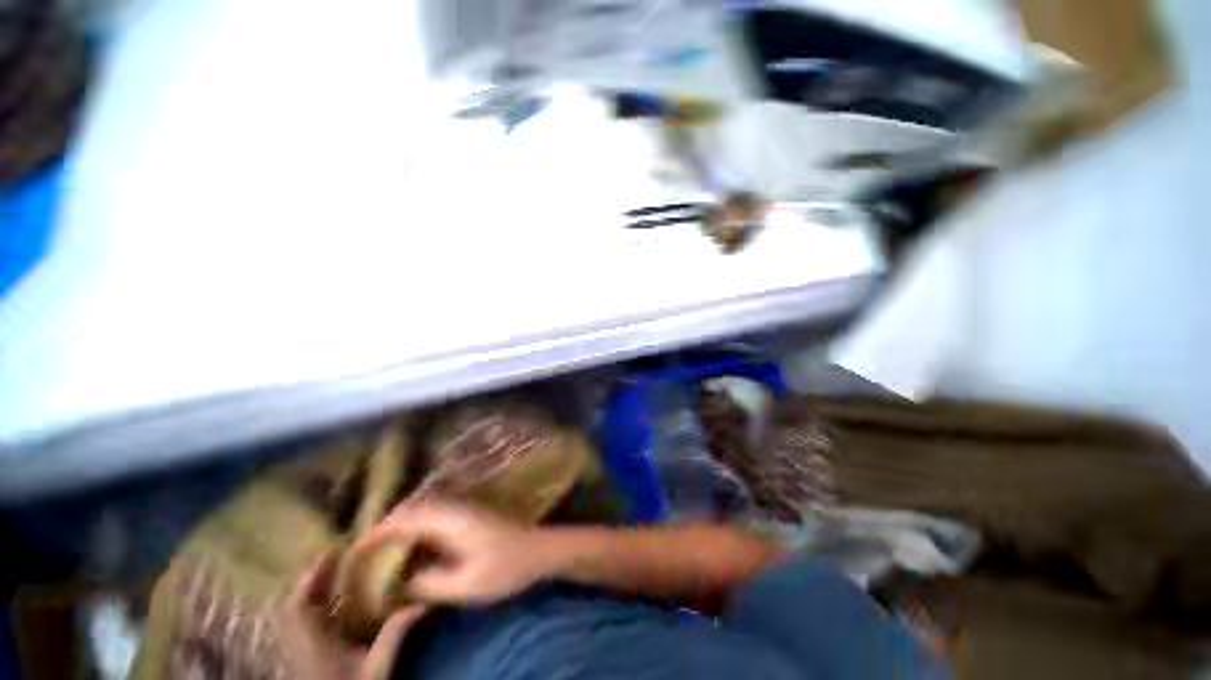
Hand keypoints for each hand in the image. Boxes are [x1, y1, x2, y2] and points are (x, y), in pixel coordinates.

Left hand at [281, 553, 427, 679]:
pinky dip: (318, 611)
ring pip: (300, 617)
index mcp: (312, 643)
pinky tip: (338, 609)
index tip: (335, 550)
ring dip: (316, 594)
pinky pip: (305, 628)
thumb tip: (424, 601)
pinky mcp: (306, 662)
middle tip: (341, 558)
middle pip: (297, 606)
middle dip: (316, 580)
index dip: (313, 575)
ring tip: (340, 577)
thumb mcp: (377, 668)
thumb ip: (395, 634)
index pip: (300, 603)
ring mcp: (300, 654)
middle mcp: (300, 645)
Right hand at [359, 500, 549, 604]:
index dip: (380, 530)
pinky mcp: (470, 516)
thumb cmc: (506, 567)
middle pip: (414, 508)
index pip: (408, 518)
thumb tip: (401, 581)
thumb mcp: (466, 585)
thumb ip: (430, 584)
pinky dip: (417, 526)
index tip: (358, 547)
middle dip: (387, 525)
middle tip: (365, 549)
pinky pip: (435, 516)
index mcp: (452, 520)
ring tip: (382, 548)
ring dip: (402, 524)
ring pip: (425, 509)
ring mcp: (465, 509)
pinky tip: (413, 546)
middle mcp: (456, 508)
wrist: (539, 550)